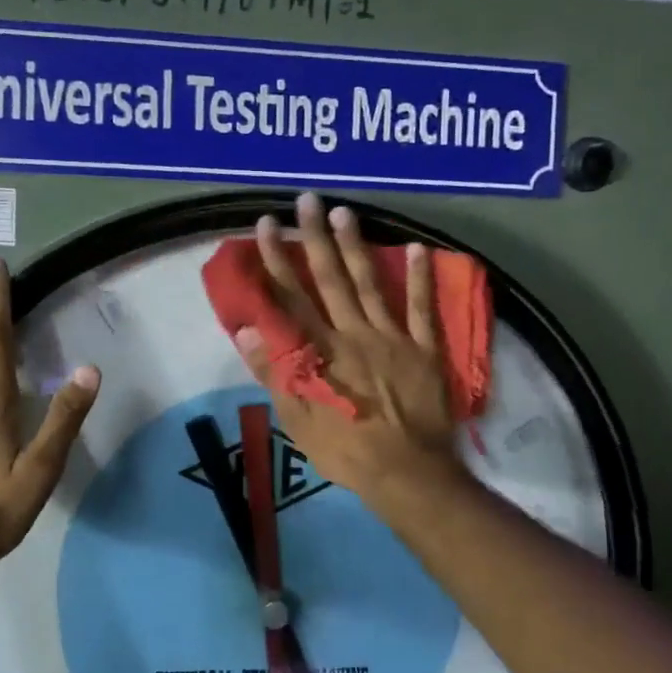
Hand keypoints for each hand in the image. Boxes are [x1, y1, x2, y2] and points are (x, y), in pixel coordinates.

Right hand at [236, 194, 465, 514]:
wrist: (407, 472)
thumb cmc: (346, 450)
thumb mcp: (298, 420)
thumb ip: (274, 372)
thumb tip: (247, 330)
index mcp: (321, 351)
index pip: (291, 297)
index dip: (276, 260)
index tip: (266, 226)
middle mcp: (354, 333)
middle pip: (331, 279)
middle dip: (315, 238)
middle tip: (307, 200)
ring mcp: (392, 338)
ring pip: (371, 284)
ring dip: (357, 246)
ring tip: (345, 212)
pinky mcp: (424, 349)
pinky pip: (423, 309)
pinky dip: (421, 279)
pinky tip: (419, 248)